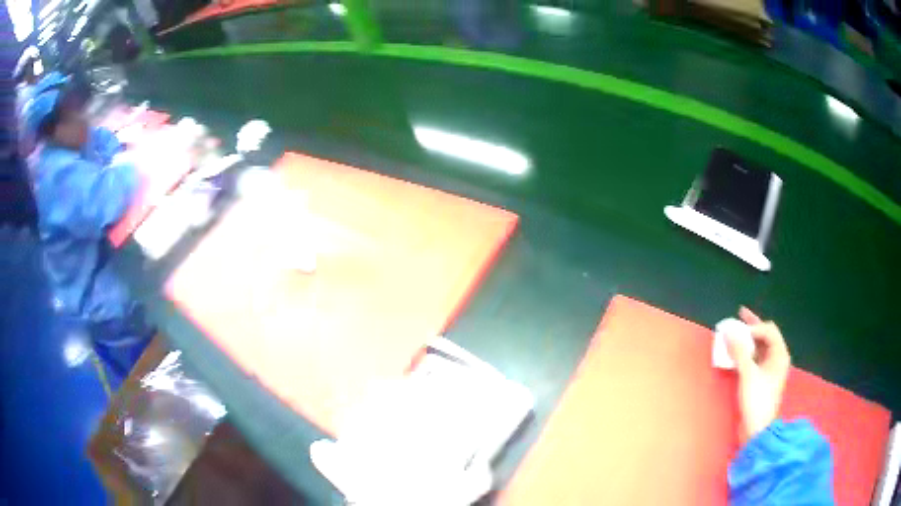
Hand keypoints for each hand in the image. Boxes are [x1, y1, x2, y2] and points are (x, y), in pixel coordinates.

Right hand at [726, 307, 791, 444]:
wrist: (757, 430)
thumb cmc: (757, 400)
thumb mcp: (748, 375)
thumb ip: (739, 352)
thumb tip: (728, 331)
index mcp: (779, 354)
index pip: (769, 330)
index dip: (754, 327)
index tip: (738, 332)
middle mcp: (777, 359)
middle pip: (765, 336)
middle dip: (752, 327)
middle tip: (739, 316)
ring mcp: (770, 370)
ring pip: (760, 348)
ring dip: (748, 340)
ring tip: (734, 334)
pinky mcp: (762, 380)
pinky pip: (755, 359)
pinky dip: (746, 353)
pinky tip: (736, 354)